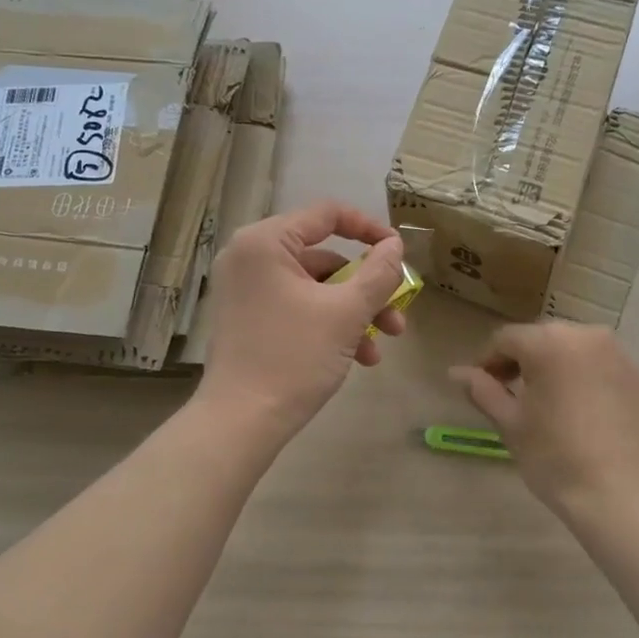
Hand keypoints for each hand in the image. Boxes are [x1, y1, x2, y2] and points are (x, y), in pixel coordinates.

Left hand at [201, 201, 408, 438]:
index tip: (398, 252)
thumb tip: (395, 246)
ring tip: (380, 348)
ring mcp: (246, 290)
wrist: (240, 423)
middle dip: (367, 289)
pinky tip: (358, 357)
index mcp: (265, 242)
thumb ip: (378, 273)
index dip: (369, 229)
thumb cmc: (293, 357)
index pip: (326, 214)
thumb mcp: (347, 313)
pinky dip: (328, 325)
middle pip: (324, 257)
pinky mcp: (248, 318)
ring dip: (353, 313)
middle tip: (396, 314)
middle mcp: (249, 257)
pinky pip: (297, 307)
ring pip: (315, 288)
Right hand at [449, 323, 638, 515]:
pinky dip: (587, 379)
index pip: (506, 339)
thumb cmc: (555, 458)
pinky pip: (604, 368)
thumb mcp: (511, 424)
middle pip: (543, 338)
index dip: (487, 361)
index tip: (480, 387)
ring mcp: (620, 355)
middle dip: (522, 360)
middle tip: (511, 393)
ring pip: (576, 350)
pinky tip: (583, 413)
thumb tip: (457, 372)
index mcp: (549, 342)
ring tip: (548, 402)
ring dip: (556, 366)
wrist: (623, 496)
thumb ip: (483, 390)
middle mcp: (587, 336)